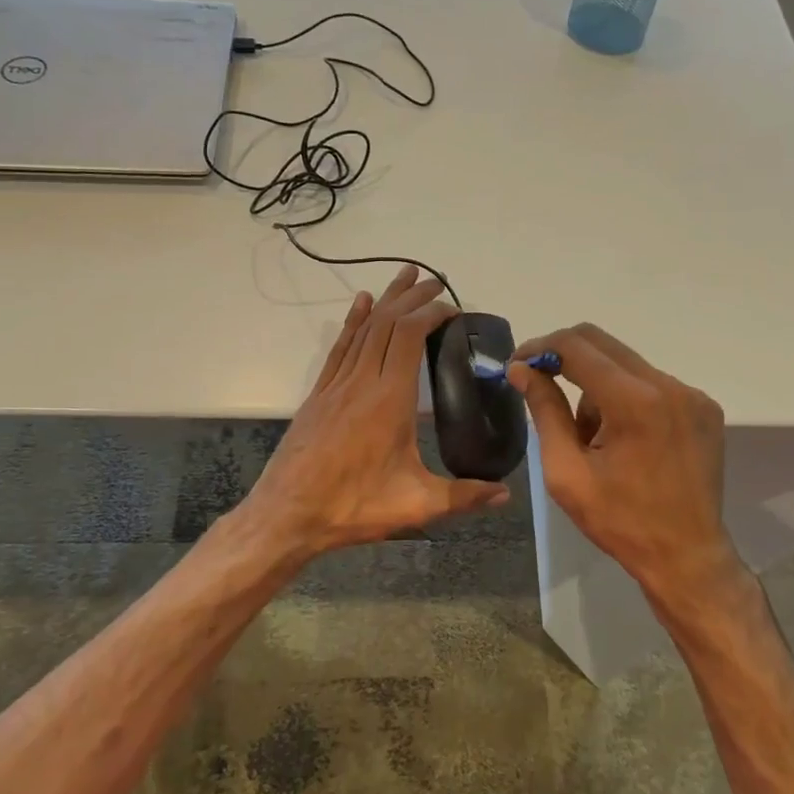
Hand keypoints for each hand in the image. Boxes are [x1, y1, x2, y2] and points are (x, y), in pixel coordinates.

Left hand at [239, 266, 509, 557]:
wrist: (286, 516)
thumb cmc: (353, 507)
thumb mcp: (416, 506)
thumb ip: (463, 496)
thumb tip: (506, 493)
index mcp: (388, 399)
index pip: (409, 336)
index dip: (430, 313)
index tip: (453, 308)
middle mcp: (361, 381)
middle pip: (387, 323)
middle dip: (412, 297)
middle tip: (436, 280)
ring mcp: (336, 386)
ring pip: (363, 329)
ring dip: (385, 300)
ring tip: (404, 277)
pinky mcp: (318, 395)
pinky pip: (339, 348)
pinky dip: (353, 322)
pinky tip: (360, 305)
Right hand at [507, 323, 739, 610]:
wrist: (687, 556)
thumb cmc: (620, 521)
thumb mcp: (566, 472)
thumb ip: (545, 412)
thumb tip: (522, 370)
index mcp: (634, 402)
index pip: (576, 347)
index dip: (540, 348)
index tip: (518, 366)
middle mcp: (668, 386)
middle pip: (602, 343)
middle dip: (564, 359)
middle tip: (539, 385)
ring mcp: (692, 394)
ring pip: (625, 364)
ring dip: (596, 386)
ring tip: (590, 437)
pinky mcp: (704, 407)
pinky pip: (652, 383)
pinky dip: (626, 397)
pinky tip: (623, 439)